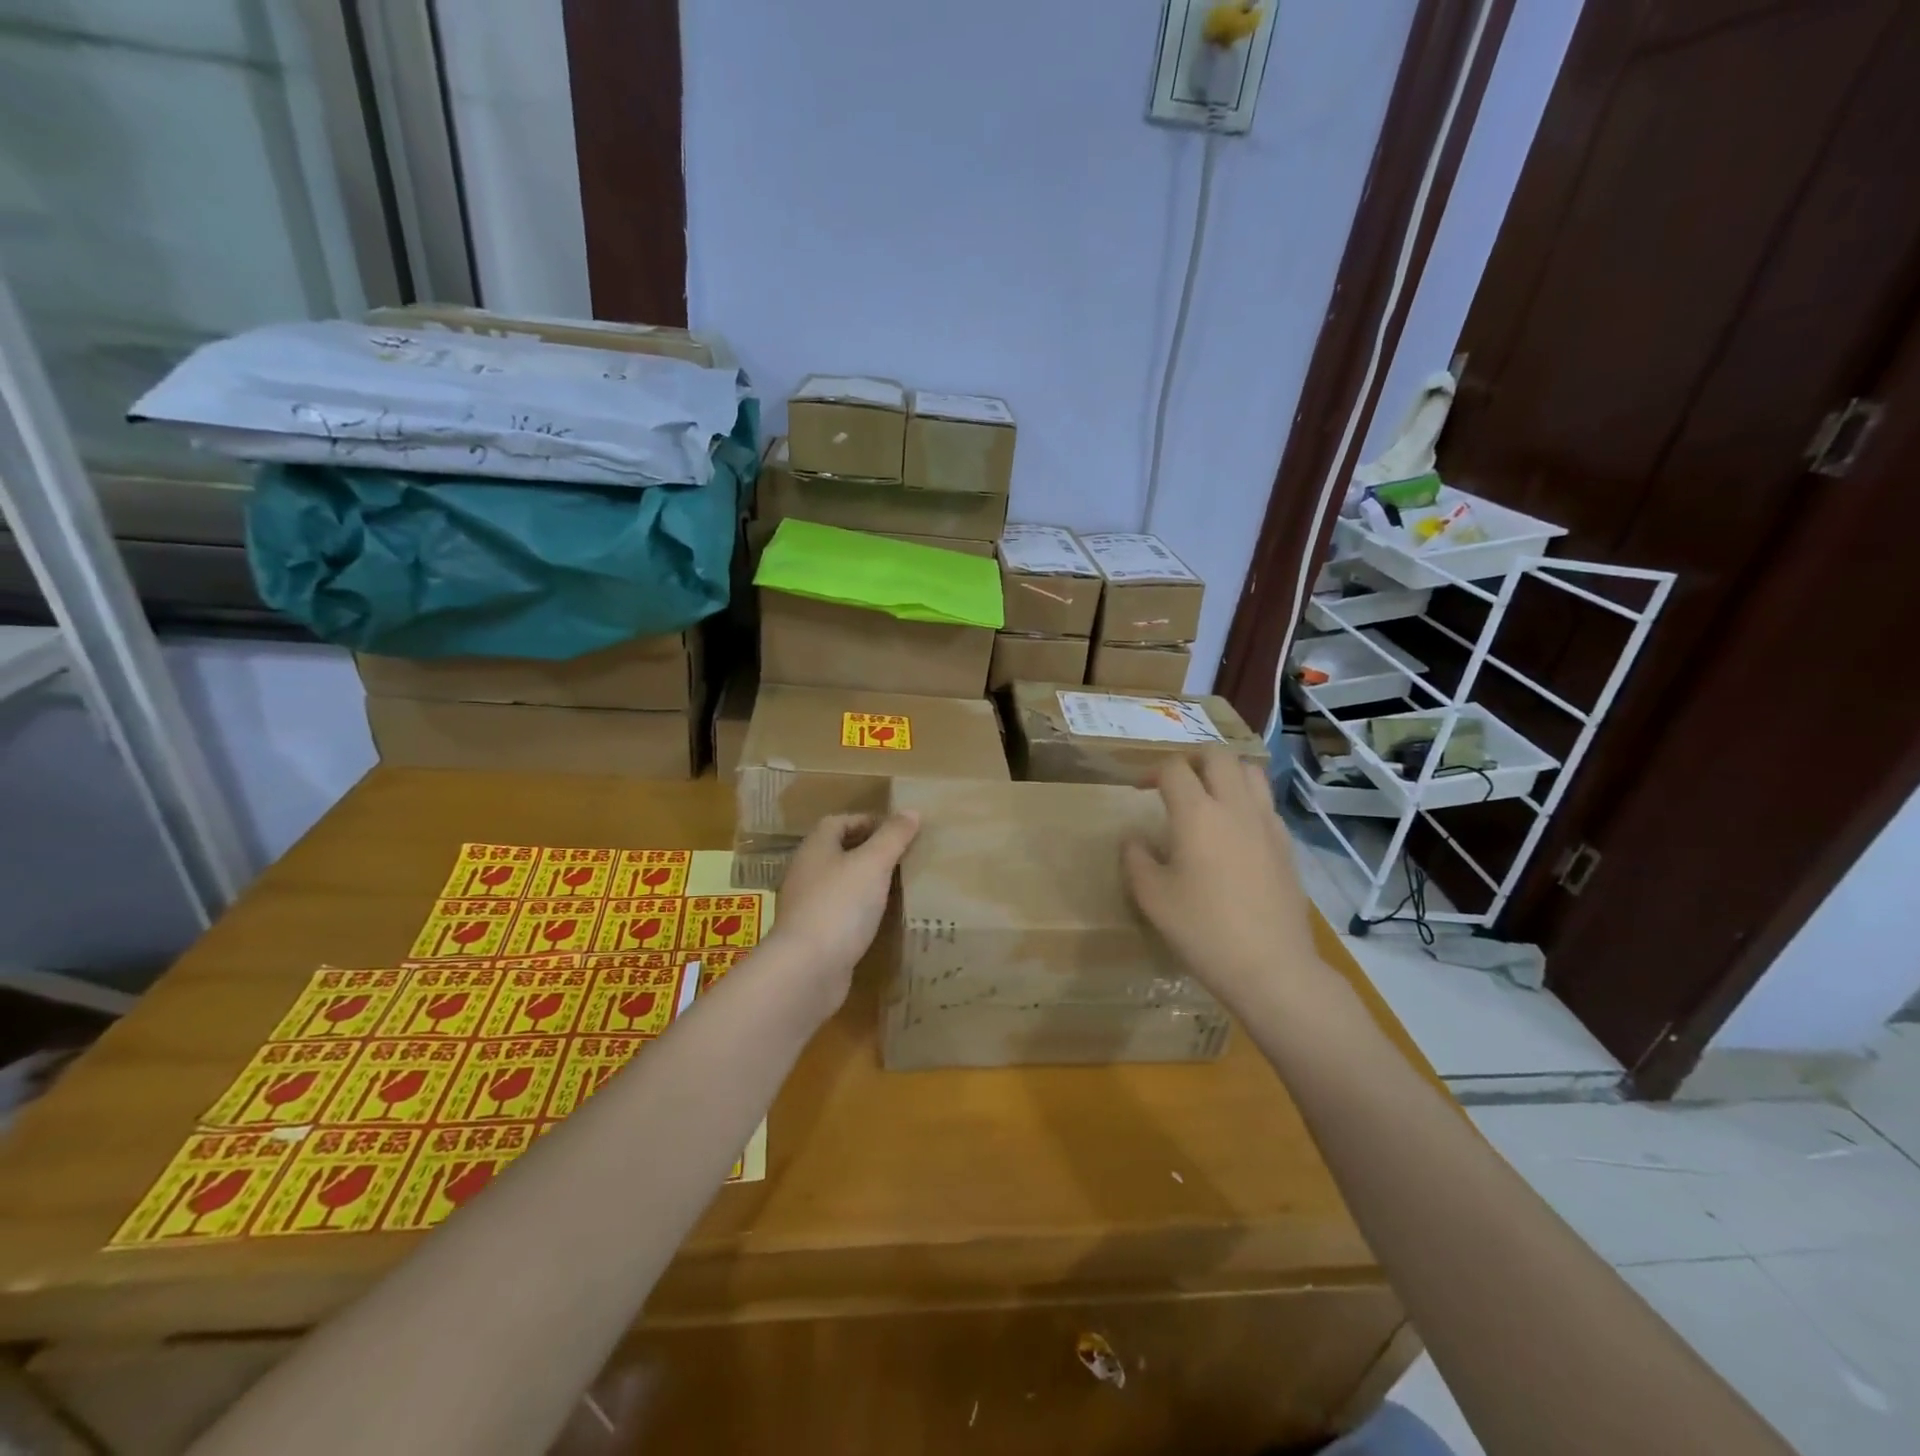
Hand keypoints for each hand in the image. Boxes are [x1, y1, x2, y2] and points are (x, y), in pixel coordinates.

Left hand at [764, 812, 919, 1014]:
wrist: (806, 969)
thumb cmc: (840, 905)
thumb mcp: (873, 864)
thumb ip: (892, 837)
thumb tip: (911, 811)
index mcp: (815, 848)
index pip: (839, 822)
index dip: (868, 821)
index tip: (898, 831)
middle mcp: (806, 872)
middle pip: (838, 851)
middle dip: (869, 851)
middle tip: (903, 857)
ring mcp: (806, 906)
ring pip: (839, 884)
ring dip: (865, 882)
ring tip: (898, 886)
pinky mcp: (813, 936)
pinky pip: (840, 913)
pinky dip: (859, 911)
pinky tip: (880, 920)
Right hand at [1122, 750, 1329, 1013]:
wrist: (1271, 966)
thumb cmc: (1203, 930)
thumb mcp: (1152, 897)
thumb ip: (1136, 859)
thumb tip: (1134, 839)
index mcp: (1197, 814)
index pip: (1174, 769)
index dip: (1152, 772)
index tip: (1140, 789)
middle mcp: (1235, 807)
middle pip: (1217, 756)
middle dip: (1191, 759)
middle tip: (1175, 782)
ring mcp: (1267, 823)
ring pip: (1250, 772)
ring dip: (1225, 773)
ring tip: (1208, 796)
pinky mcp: (1286, 844)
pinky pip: (1266, 803)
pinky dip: (1246, 800)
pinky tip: (1234, 830)